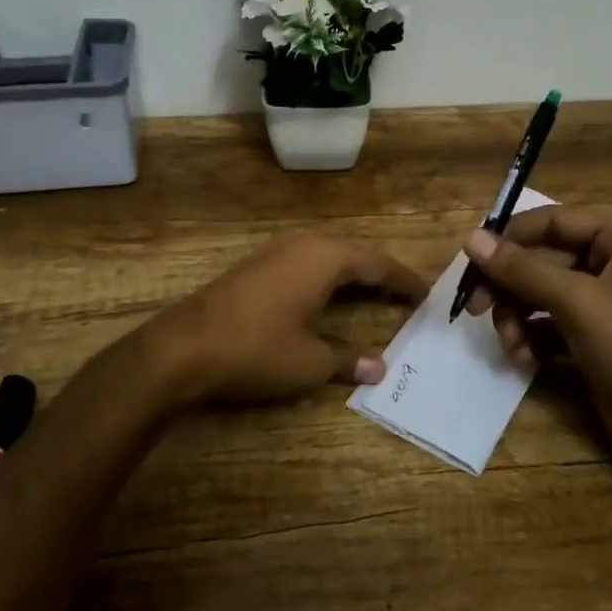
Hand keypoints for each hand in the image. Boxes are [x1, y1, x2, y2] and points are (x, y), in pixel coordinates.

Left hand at [152, 234, 428, 408]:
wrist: (182, 347)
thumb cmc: (256, 349)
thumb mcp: (309, 361)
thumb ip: (348, 359)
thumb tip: (380, 366)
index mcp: (325, 258)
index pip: (378, 263)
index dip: (405, 281)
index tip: (428, 295)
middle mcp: (304, 244)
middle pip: (355, 253)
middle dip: (382, 274)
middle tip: (406, 296)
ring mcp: (277, 251)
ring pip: (329, 255)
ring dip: (353, 273)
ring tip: (374, 294)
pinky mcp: (257, 265)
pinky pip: (307, 262)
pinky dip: (328, 277)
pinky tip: (328, 297)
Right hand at [461, 207, 611, 461]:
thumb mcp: (577, 302)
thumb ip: (522, 269)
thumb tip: (471, 239)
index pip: (550, 221)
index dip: (508, 239)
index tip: (470, 264)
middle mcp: (611, 256)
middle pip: (539, 256)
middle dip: (509, 287)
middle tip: (474, 308)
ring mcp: (600, 295)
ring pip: (536, 289)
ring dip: (515, 316)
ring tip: (511, 345)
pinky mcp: (589, 329)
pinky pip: (545, 318)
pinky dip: (529, 336)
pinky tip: (526, 359)